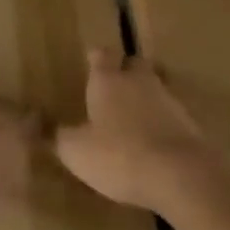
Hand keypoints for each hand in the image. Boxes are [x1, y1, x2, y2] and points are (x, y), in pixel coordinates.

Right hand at [54, 48, 226, 209]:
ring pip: (154, 87)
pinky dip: (161, 121)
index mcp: (108, 81)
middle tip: (112, 87)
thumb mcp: (76, 152)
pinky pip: (170, 113)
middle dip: (124, 71)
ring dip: (144, 97)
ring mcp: (168, 99)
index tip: (89, 61)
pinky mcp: (189, 122)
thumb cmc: (119, 156)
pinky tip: (153, 140)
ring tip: (131, 117)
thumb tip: (41, 124)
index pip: (101, 54)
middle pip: (133, 64)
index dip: (95, 58)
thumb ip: (58, 136)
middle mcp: (139, 81)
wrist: (181, 174)